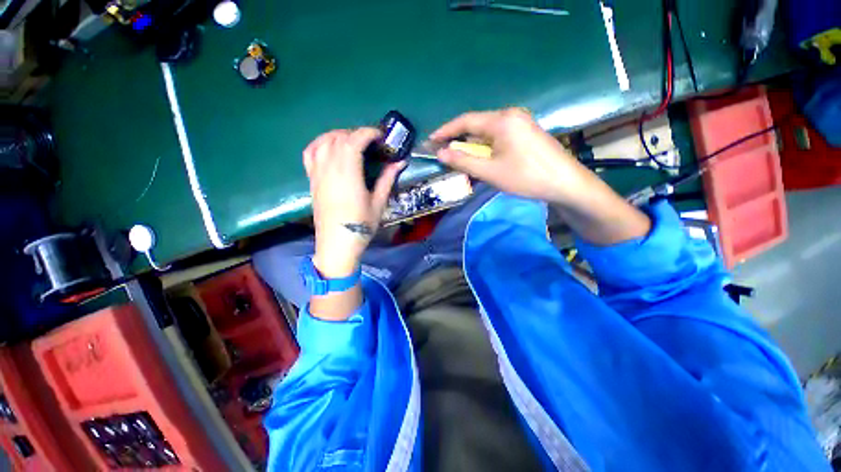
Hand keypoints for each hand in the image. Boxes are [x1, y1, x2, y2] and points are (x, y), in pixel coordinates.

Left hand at [303, 128, 404, 277]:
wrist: (337, 243)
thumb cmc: (361, 225)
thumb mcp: (378, 203)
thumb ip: (387, 179)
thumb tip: (400, 162)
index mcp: (348, 174)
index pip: (354, 141)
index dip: (368, 133)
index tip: (380, 136)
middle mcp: (329, 168)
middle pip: (339, 138)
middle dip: (356, 133)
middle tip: (371, 141)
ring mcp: (317, 173)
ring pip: (323, 141)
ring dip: (339, 135)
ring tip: (353, 141)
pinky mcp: (312, 179)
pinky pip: (310, 152)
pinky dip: (320, 143)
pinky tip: (329, 146)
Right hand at [432, 108, 649, 244]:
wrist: (566, 183)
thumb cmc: (526, 177)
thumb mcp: (490, 171)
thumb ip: (463, 161)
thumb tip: (441, 153)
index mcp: (502, 120)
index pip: (466, 121)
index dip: (446, 130)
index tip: (431, 140)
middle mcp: (511, 115)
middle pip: (477, 125)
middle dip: (459, 140)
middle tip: (444, 154)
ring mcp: (521, 123)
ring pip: (487, 132)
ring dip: (473, 146)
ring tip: (461, 160)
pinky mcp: (526, 132)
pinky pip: (498, 137)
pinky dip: (486, 148)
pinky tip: (482, 159)